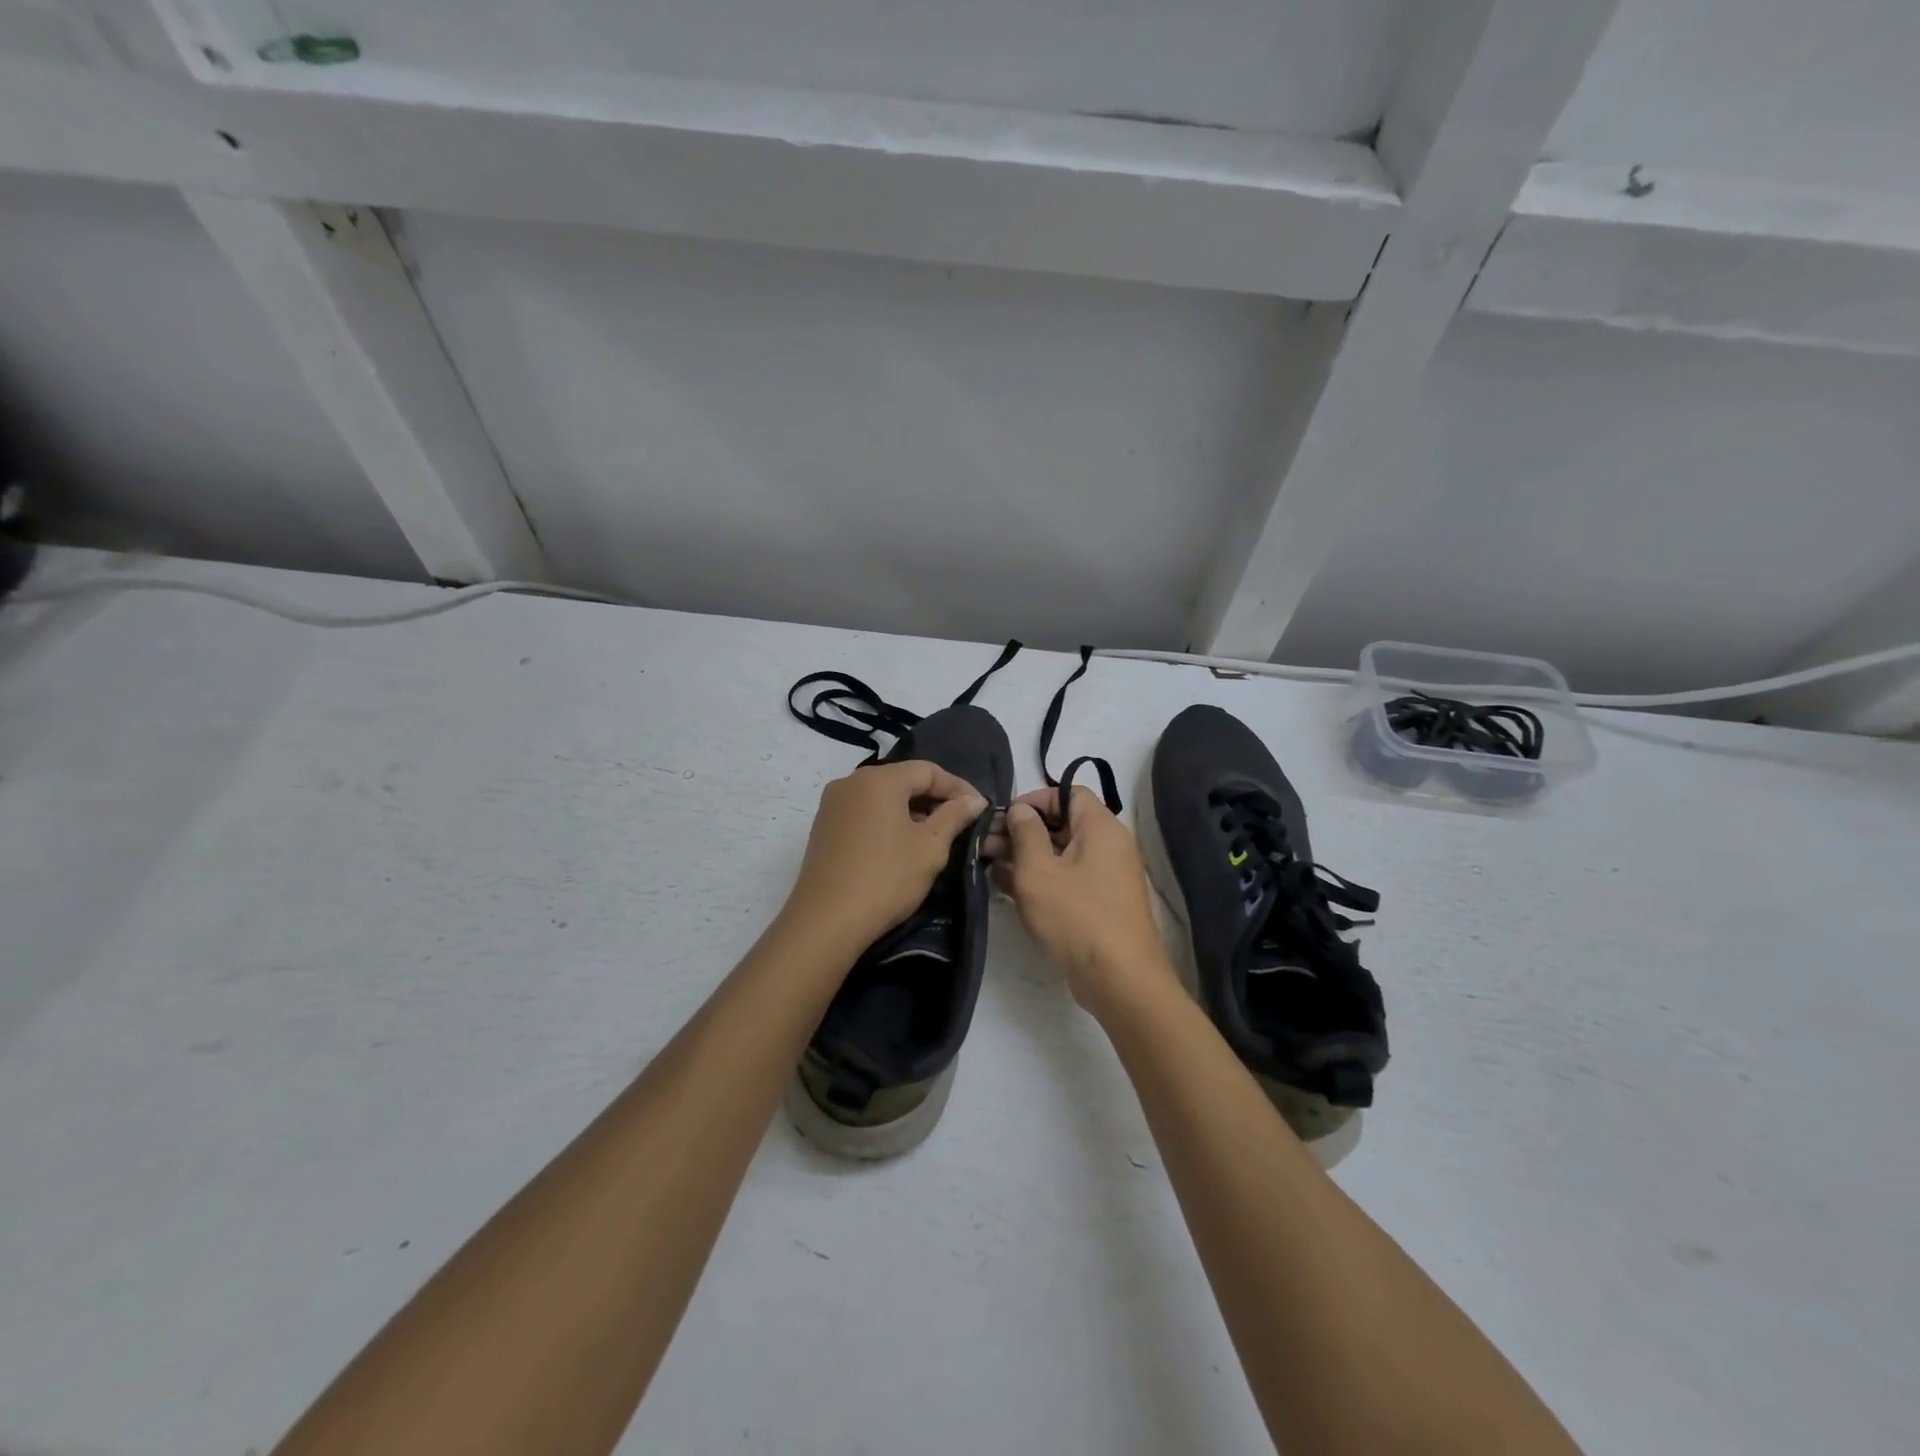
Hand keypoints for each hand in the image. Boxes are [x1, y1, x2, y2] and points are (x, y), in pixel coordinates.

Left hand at [783, 759, 987, 954]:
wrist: (826, 921)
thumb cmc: (886, 878)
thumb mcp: (930, 847)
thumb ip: (954, 816)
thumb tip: (974, 800)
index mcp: (879, 779)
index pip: (928, 770)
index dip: (958, 787)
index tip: (980, 808)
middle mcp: (851, 782)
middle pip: (903, 780)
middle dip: (934, 799)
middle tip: (961, 822)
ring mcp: (833, 805)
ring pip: (882, 798)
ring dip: (911, 811)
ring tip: (935, 836)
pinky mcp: (824, 828)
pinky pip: (864, 813)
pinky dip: (888, 822)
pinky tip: (902, 846)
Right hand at [995, 786, 1178, 1015]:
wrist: (1119, 979)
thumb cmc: (1076, 916)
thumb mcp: (1038, 871)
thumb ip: (1025, 833)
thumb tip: (1021, 810)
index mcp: (1100, 827)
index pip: (1068, 792)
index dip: (1034, 799)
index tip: (1004, 817)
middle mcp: (1108, 845)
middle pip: (1063, 823)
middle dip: (1023, 830)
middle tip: (986, 843)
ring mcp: (1106, 876)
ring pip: (1061, 853)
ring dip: (1026, 856)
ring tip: (988, 864)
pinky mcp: (1099, 903)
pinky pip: (1067, 878)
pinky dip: (1040, 878)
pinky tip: (1006, 886)